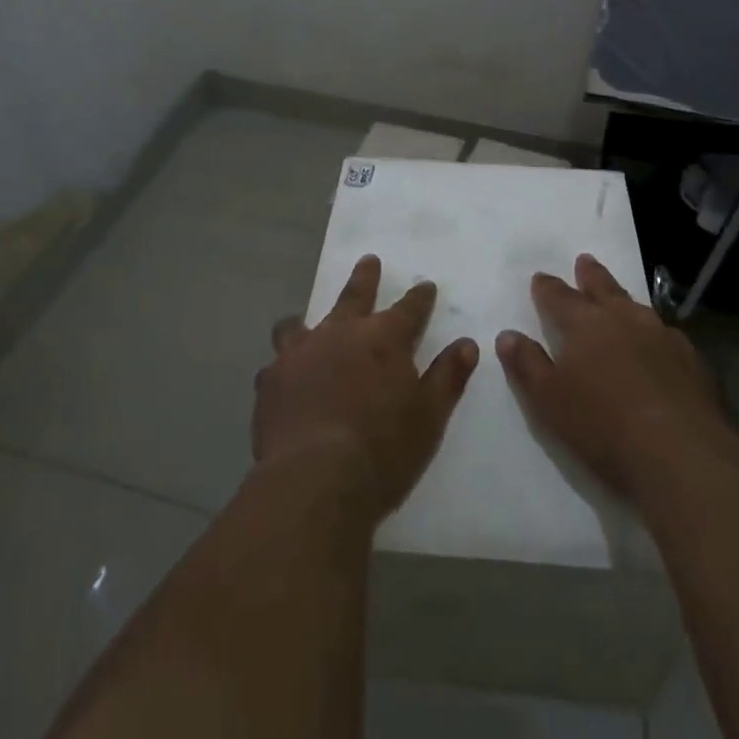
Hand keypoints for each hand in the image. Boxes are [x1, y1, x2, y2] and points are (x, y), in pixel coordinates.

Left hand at [253, 255, 478, 518]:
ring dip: (307, 321)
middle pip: (355, 296)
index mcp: (384, 339)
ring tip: (301, 322)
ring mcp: (301, 353)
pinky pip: (276, 362)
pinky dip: (284, 366)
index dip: (419, 297)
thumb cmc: (383, 449)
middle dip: (365, 278)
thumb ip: (447, 377)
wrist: (316, 477)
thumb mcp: (429, 417)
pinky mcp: (271, 379)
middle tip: (368, 261)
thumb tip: (466, 344)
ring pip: (301, 323)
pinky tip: (283, 378)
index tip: (426, 286)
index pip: (409, 308)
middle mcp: (341, 333)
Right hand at [497, 254, 738, 503]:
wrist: (683, 456)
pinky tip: (658, 344)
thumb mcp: (548, 401)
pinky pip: (666, 335)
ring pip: (637, 307)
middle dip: (590, 275)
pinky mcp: (692, 360)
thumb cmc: (603, 427)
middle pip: (603, 287)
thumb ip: (527, 365)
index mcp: (584, 323)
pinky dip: (654, 333)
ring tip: (619, 299)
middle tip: (584, 261)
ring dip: (623, 300)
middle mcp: (624, 318)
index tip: (540, 278)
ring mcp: (662, 336)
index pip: (558, 296)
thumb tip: (508, 335)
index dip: (547, 287)